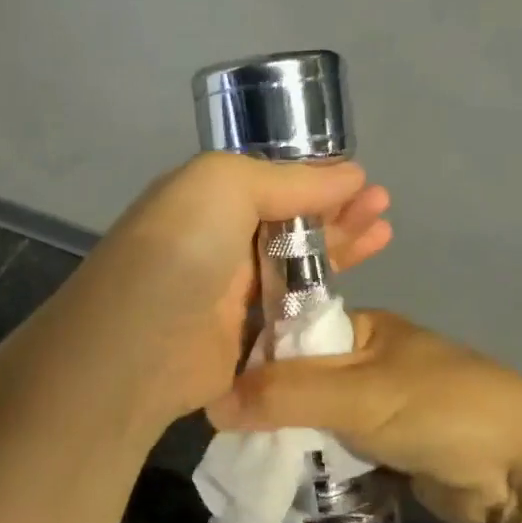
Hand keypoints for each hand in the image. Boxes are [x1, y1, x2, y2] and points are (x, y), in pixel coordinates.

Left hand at [51, 153, 392, 429]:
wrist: (136, 349)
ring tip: (385, 232)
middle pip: (289, 220)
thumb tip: (348, 173)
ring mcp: (230, 293)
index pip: (270, 180)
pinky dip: (325, 297)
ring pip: (295, 264)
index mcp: (205, 199)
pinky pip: (291, 310)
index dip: (316, 177)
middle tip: (383, 206)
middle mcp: (217, 240)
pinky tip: (359, 284)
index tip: (361, 180)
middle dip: (337, 209)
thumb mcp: (222, 184)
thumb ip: (285, 179)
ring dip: (339, 247)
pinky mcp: (244, 338)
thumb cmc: (180, 251)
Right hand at [208, 311, 521, 522]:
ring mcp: (381, 408)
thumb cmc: (440, 409)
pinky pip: (339, 452)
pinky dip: (316, 465)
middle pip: (301, 381)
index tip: (210, 387)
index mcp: (362, 329)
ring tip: (241, 463)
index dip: (253, 359)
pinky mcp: (391, 450)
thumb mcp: (358, 394)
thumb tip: (211, 402)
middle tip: (223, 437)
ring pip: (318, 420)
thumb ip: (287, 394)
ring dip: (290, 440)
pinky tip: (281, 481)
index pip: (291, 335)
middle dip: (268, 407)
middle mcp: (368, 362)